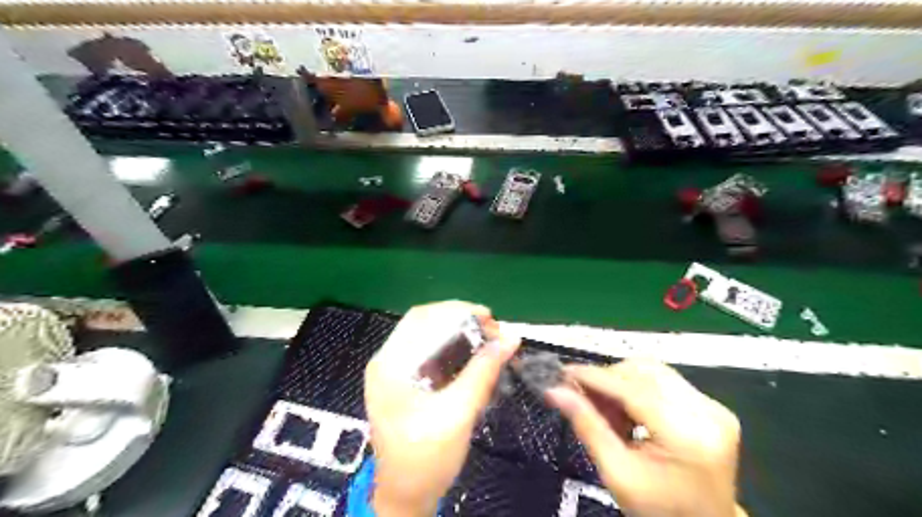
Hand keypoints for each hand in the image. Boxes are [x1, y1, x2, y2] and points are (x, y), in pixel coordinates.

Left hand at [364, 302, 518, 513]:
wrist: (406, 497)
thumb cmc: (426, 459)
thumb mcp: (458, 413)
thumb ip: (483, 372)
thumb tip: (511, 338)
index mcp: (390, 365)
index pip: (422, 318)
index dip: (458, 310)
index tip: (490, 318)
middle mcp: (387, 361)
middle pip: (426, 324)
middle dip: (462, 322)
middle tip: (494, 332)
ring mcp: (394, 371)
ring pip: (430, 337)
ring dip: (461, 335)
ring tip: (489, 342)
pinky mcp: (405, 382)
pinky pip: (431, 353)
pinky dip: (455, 350)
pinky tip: (475, 357)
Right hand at [546, 359, 738, 516]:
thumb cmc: (658, 509)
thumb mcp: (617, 473)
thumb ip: (587, 426)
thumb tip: (555, 391)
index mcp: (687, 436)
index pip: (633, 390)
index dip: (595, 378)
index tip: (564, 373)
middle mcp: (707, 414)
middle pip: (644, 372)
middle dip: (607, 379)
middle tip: (581, 394)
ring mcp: (713, 407)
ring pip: (653, 370)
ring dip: (621, 380)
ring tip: (605, 407)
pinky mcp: (711, 406)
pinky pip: (664, 380)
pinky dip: (637, 386)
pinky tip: (626, 409)